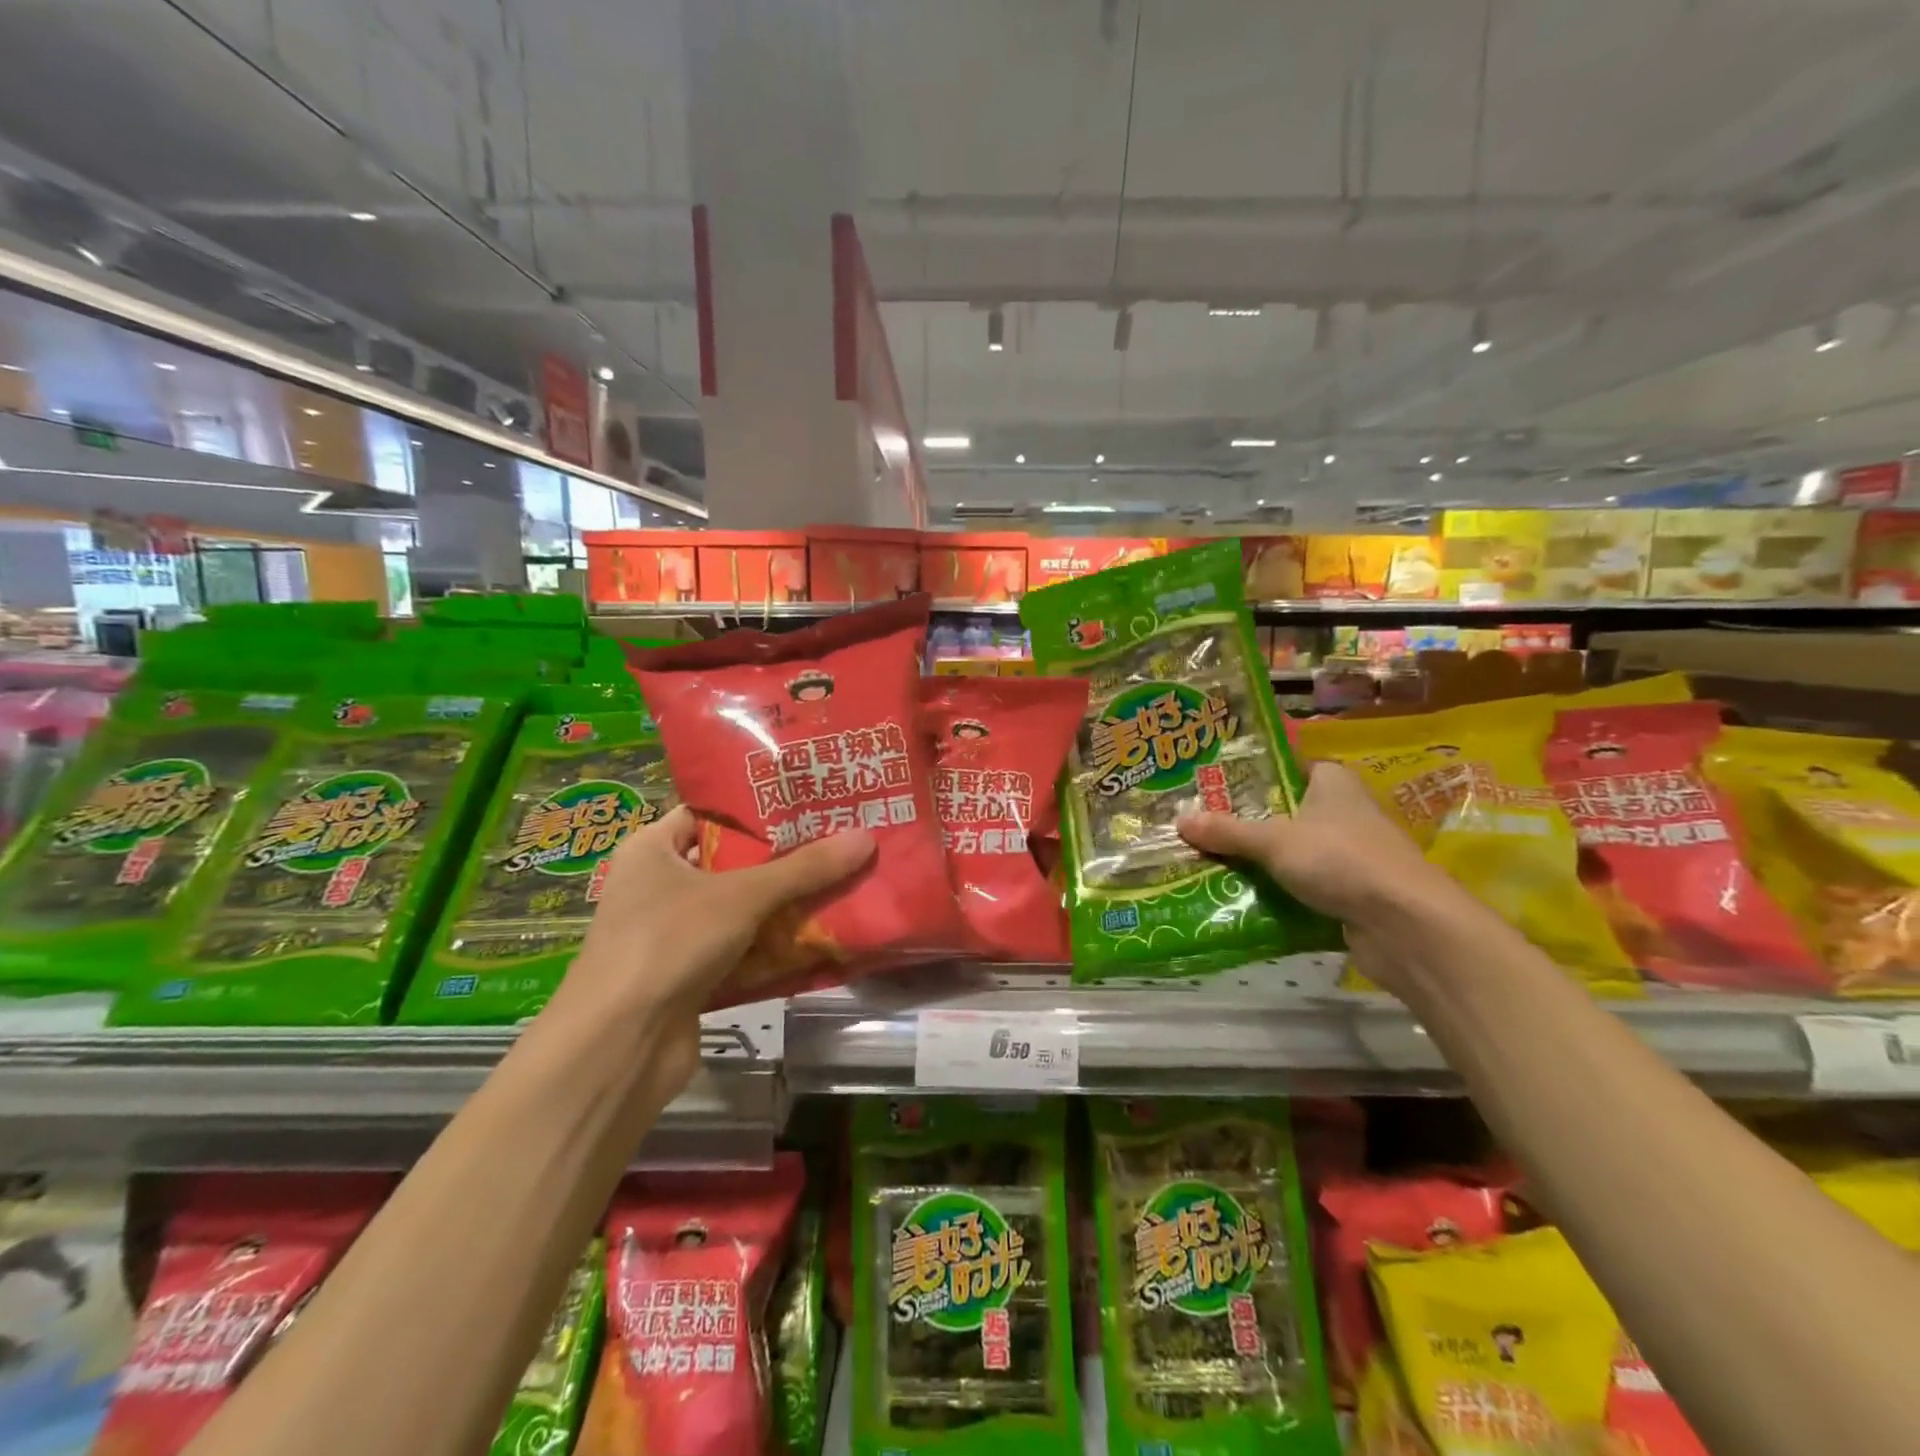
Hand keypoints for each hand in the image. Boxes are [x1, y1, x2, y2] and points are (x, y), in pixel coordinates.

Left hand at [543, 807, 873, 1083]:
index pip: (711, 814)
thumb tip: (866, 838)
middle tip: (841, 840)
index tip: (811, 802)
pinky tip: (823, 937)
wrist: (619, 1047)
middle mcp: (660, 887)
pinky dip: (776, 947)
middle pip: (734, 863)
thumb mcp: (742, 894)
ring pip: (743, 910)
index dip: (759, 808)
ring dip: (788, 906)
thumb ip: (804, 868)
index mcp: (653, 850)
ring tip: (846, 882)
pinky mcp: (692, 977)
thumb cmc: (669, 942)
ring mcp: (675, 936)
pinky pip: (744, 950)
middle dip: (786, 859)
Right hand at [1177, 760, 1451, 927]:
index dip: (1250, 773)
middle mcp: (1343, 811)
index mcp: (1332, 782)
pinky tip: (1239, 896)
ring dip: (1258, 860)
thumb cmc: (1342, 860)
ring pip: (1291, 851)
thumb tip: (1179, 820)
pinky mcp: (1350, 892)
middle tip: (1198, 825)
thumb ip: (1227, 831)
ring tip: (1207, 860)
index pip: (1286, 766)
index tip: (1210, 782)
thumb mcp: (1274, 841)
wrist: (1406, 926)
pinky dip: (1276, 891)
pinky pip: (1302, 885)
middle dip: (1244, 821)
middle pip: (1283, 811)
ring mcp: (1350, 854)